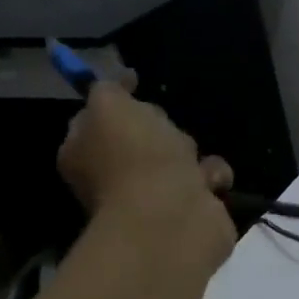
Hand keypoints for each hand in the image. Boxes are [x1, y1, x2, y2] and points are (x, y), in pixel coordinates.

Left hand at [57, 74, 235, 263]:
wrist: (172, 217)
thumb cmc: (135, 158)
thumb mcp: (111, 106)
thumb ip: (110, 88)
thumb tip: (120, 81)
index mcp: (85, 150)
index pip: (99, 116)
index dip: (119, 99)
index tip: (136, 83)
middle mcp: (115, 174)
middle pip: (147, 134)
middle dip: (164, 129)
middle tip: (165, 134)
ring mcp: (153, 194)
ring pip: (182, 157)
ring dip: (195, 155)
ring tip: (192, 164)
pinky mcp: (190, 208)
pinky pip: (207, 180)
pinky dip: (213, 178)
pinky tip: (209, 184)